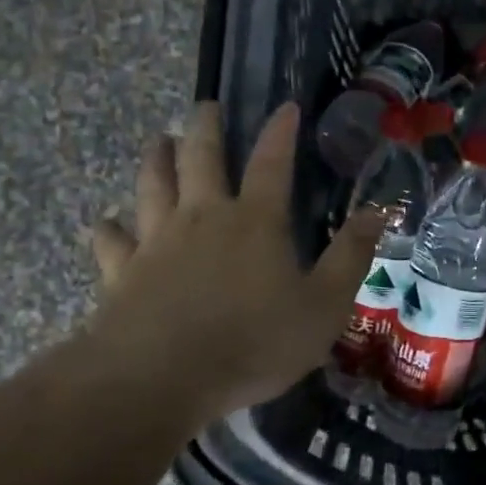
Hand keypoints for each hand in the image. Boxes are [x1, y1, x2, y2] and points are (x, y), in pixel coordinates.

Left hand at [71, 102, 384, 428]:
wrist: (161, 378)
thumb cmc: (253, 343)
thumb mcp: (324, 307)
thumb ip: (351, 257)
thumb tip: (377, 212)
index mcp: (255, 222)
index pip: (272, 163)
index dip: (280, 132)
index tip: (284, 106)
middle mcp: (203, 218)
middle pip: (200, 158)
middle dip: (205, 127)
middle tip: (206, 106)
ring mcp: (156, 242)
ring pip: (152, 186)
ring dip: (156, 159)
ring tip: (159, 142)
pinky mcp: (121, 273)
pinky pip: (112, 241)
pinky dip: (110, 228)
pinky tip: (108, 223)